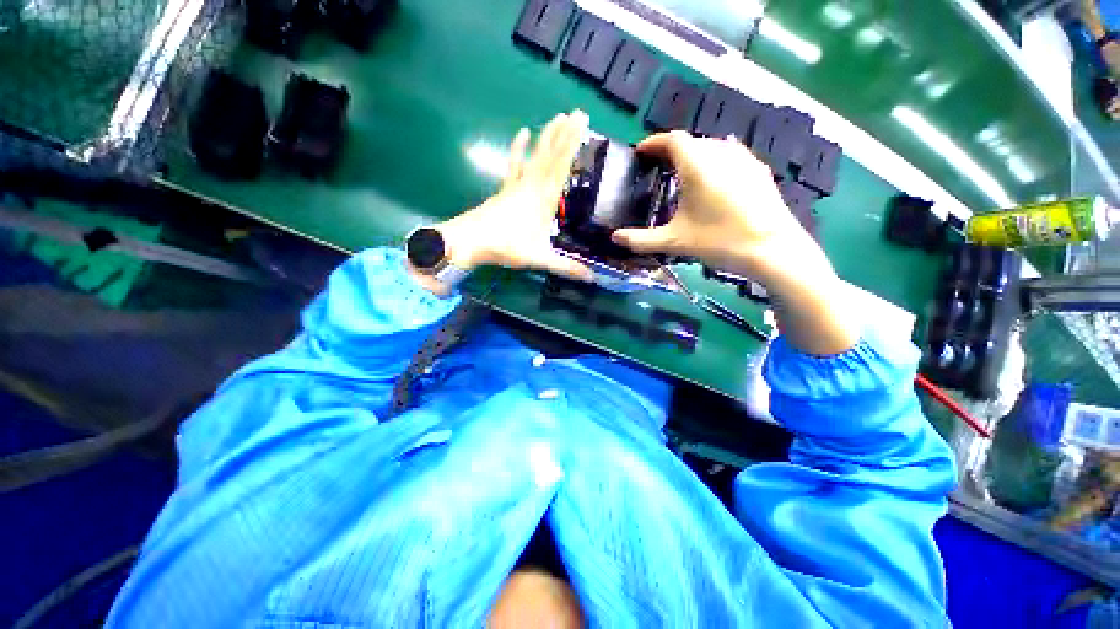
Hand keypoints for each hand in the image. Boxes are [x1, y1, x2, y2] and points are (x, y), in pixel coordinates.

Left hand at [432, 111, 592, 283]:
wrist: (470, 241)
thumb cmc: (506, 247)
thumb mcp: (539, 258)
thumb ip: (566, 267)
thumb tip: (592, 278)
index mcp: (545, 199)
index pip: (562, 165)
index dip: (572, 142)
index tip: (582, 121)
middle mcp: (533, 186)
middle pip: (551, 154)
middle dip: (565, 132)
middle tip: (577, 112)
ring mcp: (518, 185)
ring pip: (536, 156)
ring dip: (547, 136)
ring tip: (557, 117)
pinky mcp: (506, 189)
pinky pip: (514, 165)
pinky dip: (518, 149)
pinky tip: (521, 133)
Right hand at [611, 131, 829, 290]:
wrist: (772, 250)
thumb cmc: (719, 241)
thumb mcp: (674, 242)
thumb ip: (641, 239)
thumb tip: (614, 238)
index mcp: (698, 165)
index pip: (672, 139)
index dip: (654, 142)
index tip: (641, 151)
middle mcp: (721, 153)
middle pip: (692, 141)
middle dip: (672, 149)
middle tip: (658, 167)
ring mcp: (744, 160)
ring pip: (713, 147)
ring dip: (694, 154)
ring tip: (683, 173)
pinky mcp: (759, 171)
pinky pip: (731, 156)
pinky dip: (715, 162)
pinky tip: (714, 180)